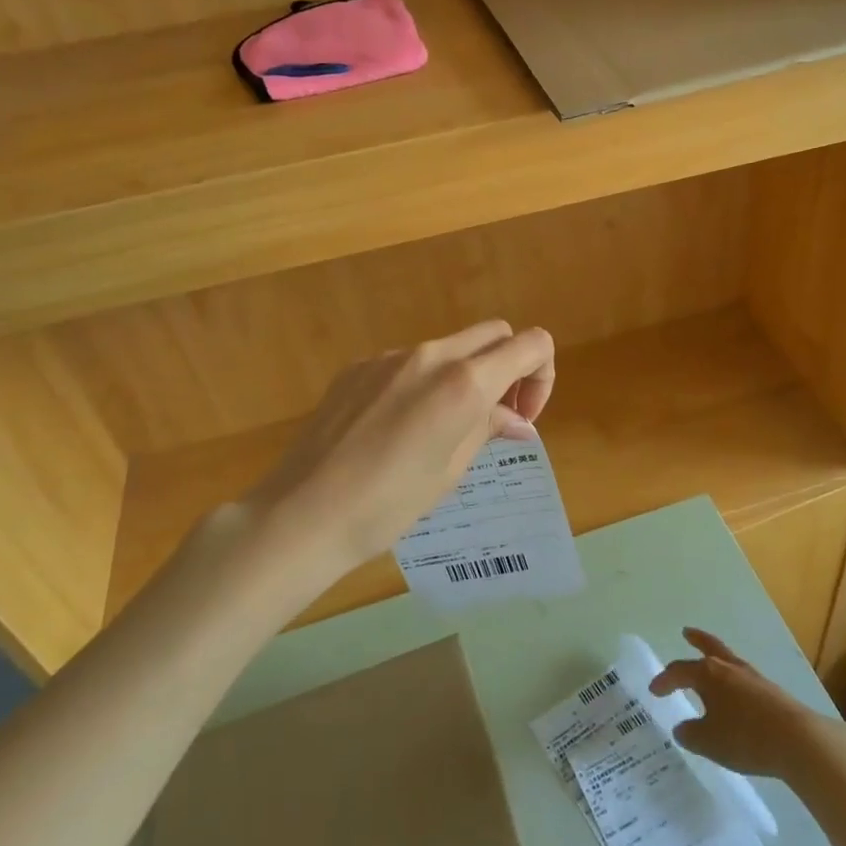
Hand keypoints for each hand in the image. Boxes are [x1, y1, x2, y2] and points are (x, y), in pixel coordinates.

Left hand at [227, 321, 554, 586]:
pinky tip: (399, 426)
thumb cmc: (388, 504)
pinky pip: (408, 361)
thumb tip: (518, 420)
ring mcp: (390, 356)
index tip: (523, 415)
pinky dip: (424, 381)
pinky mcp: (359, 366)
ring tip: (444, 427)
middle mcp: (430, 355)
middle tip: (496, 415)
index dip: (542, 375)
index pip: (531, 344)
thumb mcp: (450, 471)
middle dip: (509, 366)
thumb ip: (488, 429)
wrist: (303, 512)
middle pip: (494, 333)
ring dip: (465, 373)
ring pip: (450, 346)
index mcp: (463, 382)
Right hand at [650, 629, 838, 780]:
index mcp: (708, 674)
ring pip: (728, 660)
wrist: (797, 740)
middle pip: (709, 647)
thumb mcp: (709, 742)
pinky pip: (743, 678)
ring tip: (710, 662)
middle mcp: (728, 668)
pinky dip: (732, 680)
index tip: (654, 690)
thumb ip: (690, 734)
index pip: (679, 671)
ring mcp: (752, 677)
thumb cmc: (745, 737)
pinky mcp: (770, 691)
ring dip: (716, 659)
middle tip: (686, 633)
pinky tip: (734, 693)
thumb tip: (682, 727)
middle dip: (696, 640)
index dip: (664, 680)